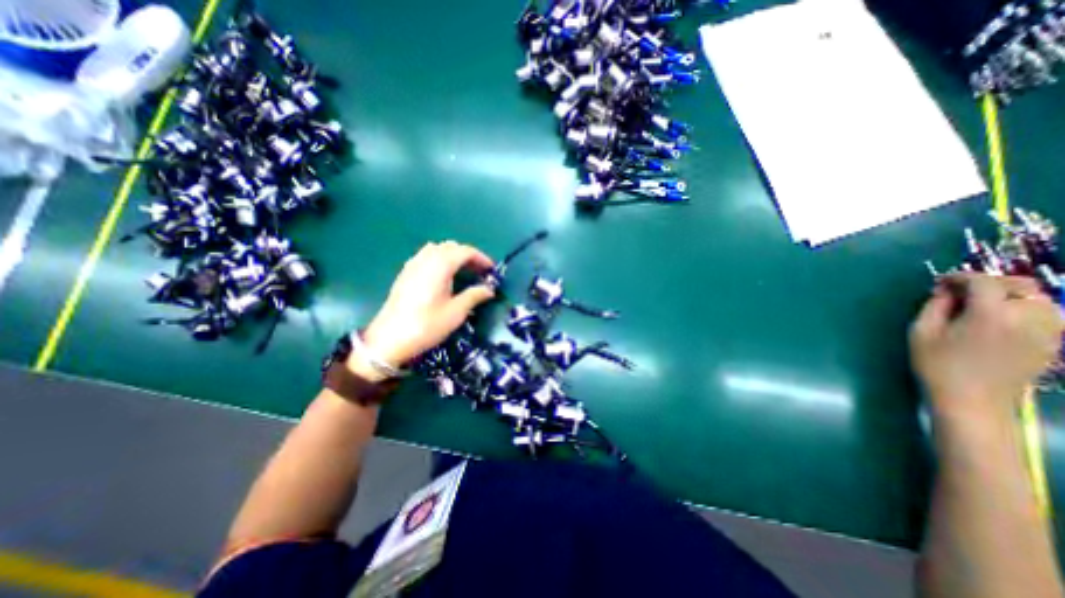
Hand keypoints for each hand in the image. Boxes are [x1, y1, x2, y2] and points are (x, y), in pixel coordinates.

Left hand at [353, 242, 495, 373]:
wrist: (389, 339)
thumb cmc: (426, 325)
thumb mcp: (456, 313)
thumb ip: (474, 296)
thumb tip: (489, 289)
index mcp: (440, 266)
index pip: (465, 251)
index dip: (481, 258)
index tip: (491, 270)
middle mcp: (426, 260)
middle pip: (451, 247)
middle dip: (468, 256)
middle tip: (479, 272)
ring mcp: (413, 265)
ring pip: (437, 249)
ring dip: (453, 255)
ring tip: (463, 271)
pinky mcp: (405, 273)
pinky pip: (425, 256)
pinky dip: (439, 259)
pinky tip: (442, 276)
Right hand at [907, 274, 1064, 423]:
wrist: (973, 400)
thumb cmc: (937, 364)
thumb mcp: (921, 332)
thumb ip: (935, 306)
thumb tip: (945, 291)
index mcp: (991, 314)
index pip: (983, 282)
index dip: (961, 276)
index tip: (940, 281)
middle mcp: (1028, 318)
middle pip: (1020, 286)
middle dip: (989, 283)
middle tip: (961, 291)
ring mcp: (1047, 331)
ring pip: (1039, 299)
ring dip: (1011, 295)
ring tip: (982, 304)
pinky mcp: (1052, 342)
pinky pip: (1047, 315)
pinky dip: (1025, 309)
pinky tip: (1002, 318)